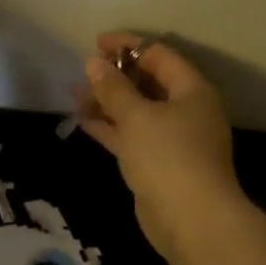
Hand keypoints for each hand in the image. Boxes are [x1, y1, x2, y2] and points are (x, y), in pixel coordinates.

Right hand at [77, 32, 242, 260]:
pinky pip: (132, 136)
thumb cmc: (168, 157)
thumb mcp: (136, 116)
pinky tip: (83, 121)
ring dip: (108, 103)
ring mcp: (174, 139)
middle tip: (83, 73)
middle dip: (114, 76)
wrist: (191, 220)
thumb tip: (94, 63)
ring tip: (74, 96)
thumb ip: (113, 88)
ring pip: (137, 111)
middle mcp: (187, 111)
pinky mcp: (159, 164)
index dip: (128, 45)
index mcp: (192, 91)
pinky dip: (110, 128)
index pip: (159, 55)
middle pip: (148, 83)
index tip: (95, 44)